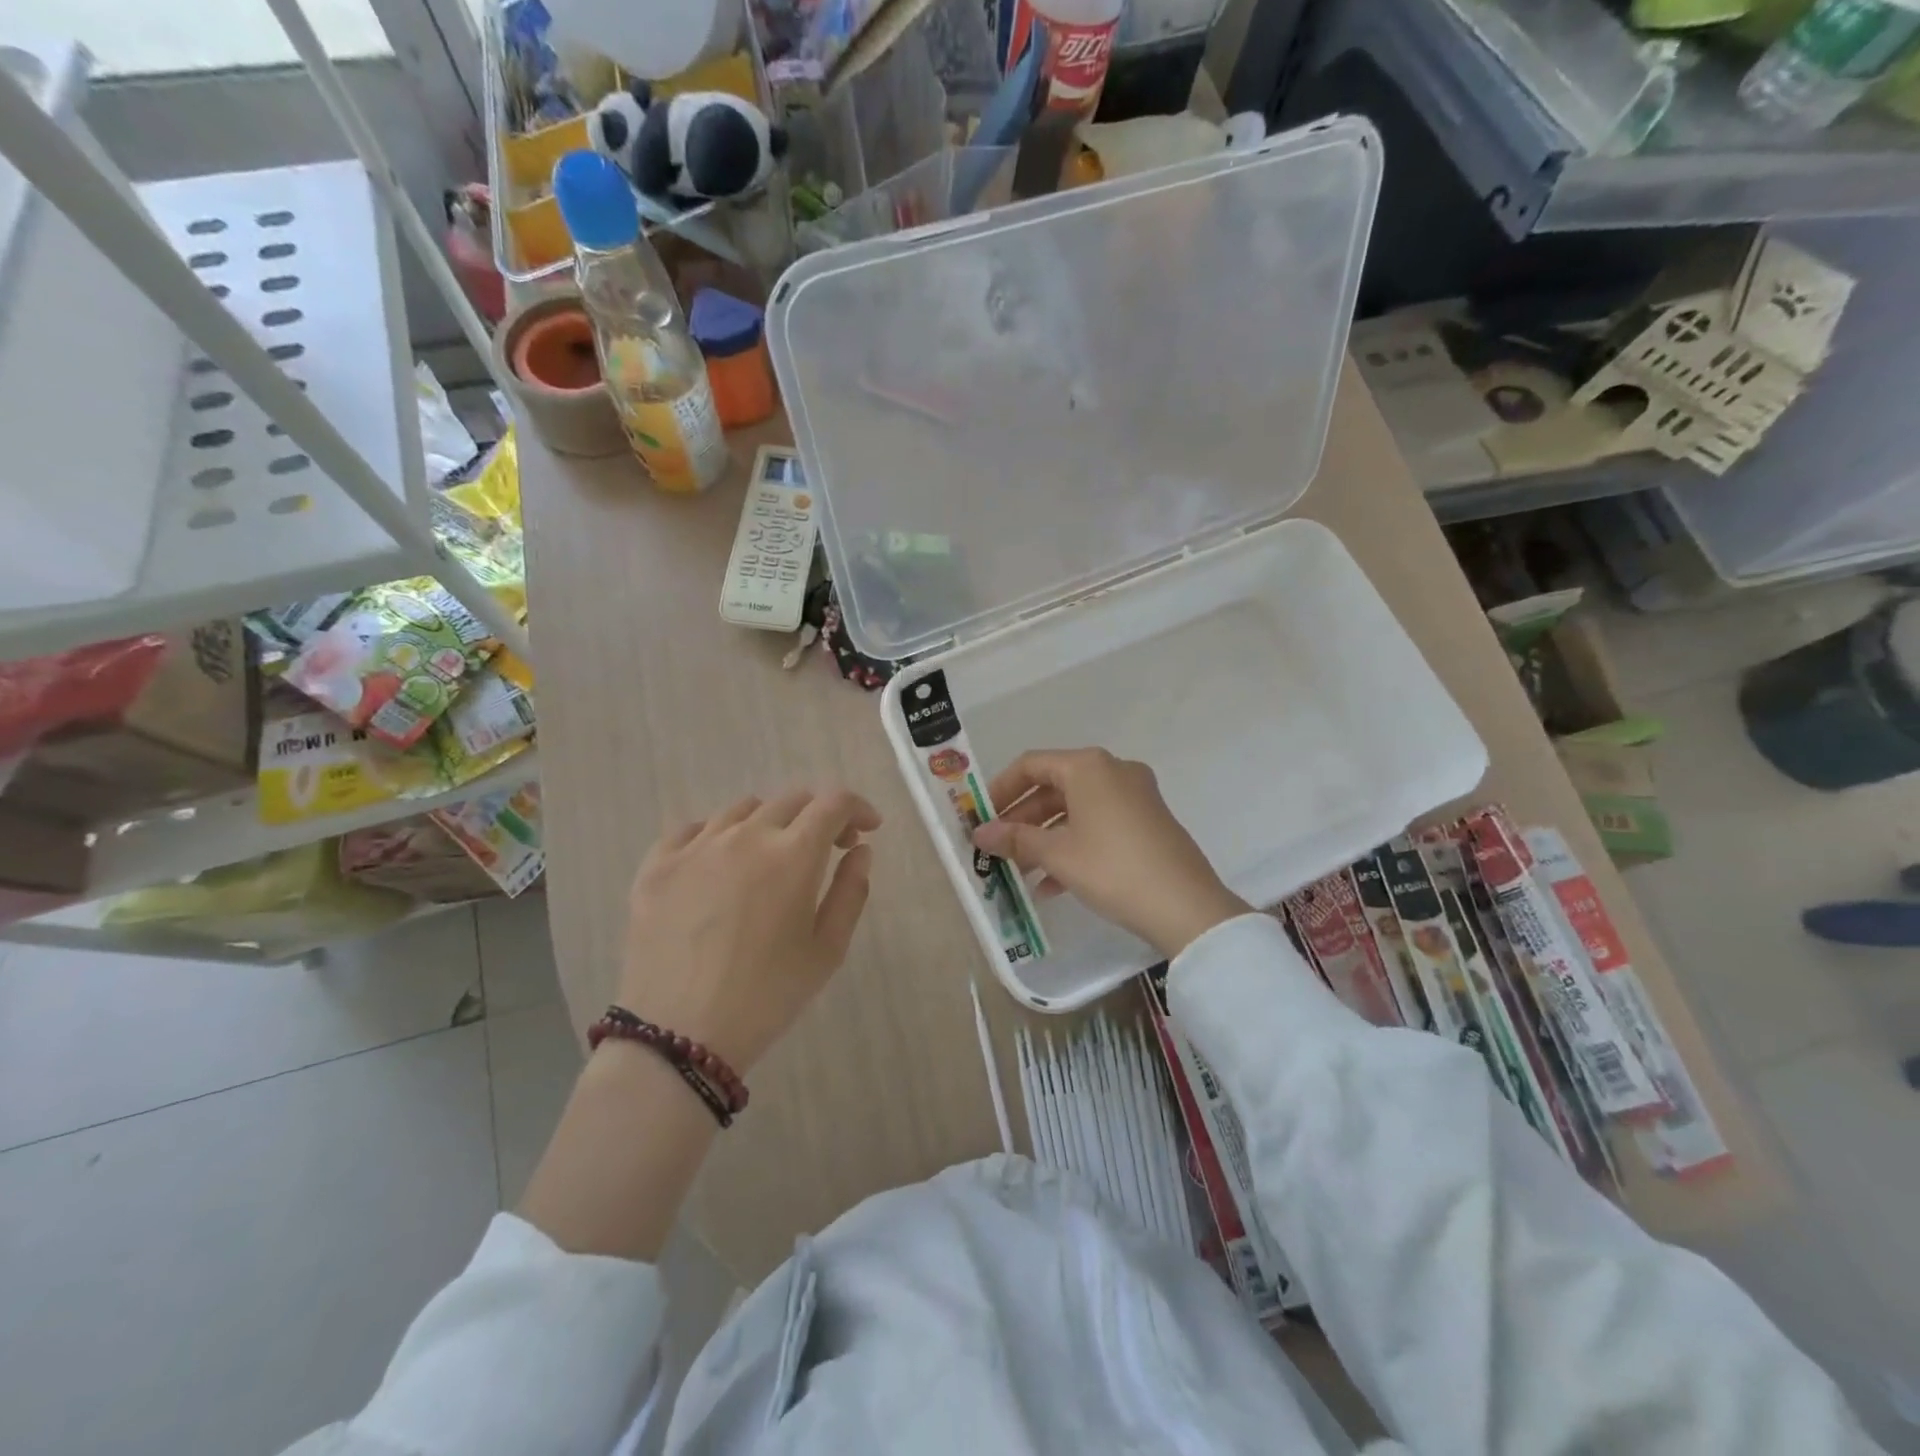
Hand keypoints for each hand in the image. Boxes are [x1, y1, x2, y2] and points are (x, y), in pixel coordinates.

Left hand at [617, 787, 880, 1073]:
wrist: (678, 1036)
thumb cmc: (767, 996)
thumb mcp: (827, 950)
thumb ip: (851, 891)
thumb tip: (859, 850)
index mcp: (793, 854)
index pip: (834, 803)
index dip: (857, 808)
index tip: (866, 830)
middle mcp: (745, 835)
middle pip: (791, 800)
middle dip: (819, 816)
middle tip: (827, 850)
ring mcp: (696, 847)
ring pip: (742, 810)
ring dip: (770, 823)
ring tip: (771, 859)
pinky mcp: (657, 865)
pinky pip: (692, 829)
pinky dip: (717, 836)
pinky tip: (718, 864)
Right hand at [971, 748, 1248, 958]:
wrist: (1186, 906)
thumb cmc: (1112, 868)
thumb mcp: (1057, 854)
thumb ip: (1015, 839)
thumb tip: (980, 833)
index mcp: (1088, 766)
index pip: (1031, 765)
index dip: (1001, 790)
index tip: (981, 818)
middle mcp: (1113, 771)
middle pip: (1054, 787)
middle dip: (1023, 820)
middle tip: (998, 849)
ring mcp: (1135, 795)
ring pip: (1076, 809)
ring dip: (1045, 838)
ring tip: (1021, 873)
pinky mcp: (1148, 821)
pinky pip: (1099, 824)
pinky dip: (1074, 845)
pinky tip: (1053, 885)